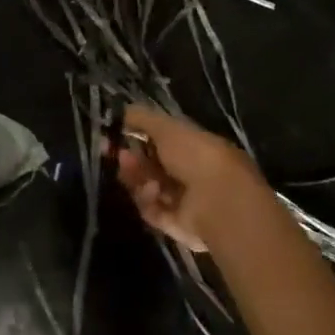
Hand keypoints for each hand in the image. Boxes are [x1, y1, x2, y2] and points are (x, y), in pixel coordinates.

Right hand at [109, 104, 267, 252]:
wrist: (219, 202)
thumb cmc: (196, 156)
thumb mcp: (167, 127)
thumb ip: (142, 117)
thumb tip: (121, 111)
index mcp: (194, 146)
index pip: (161, 141)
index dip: (137, 136)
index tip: (116, 133)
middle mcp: (191, 173)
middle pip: (151, 166)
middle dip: (132, 158)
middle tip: (117, 154)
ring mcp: (184, 200)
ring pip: (148, 187)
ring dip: (135, 177)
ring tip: (129, 170)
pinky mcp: (176, 224)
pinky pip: (152, 209)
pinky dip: (147, 200)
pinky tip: (152, 192)